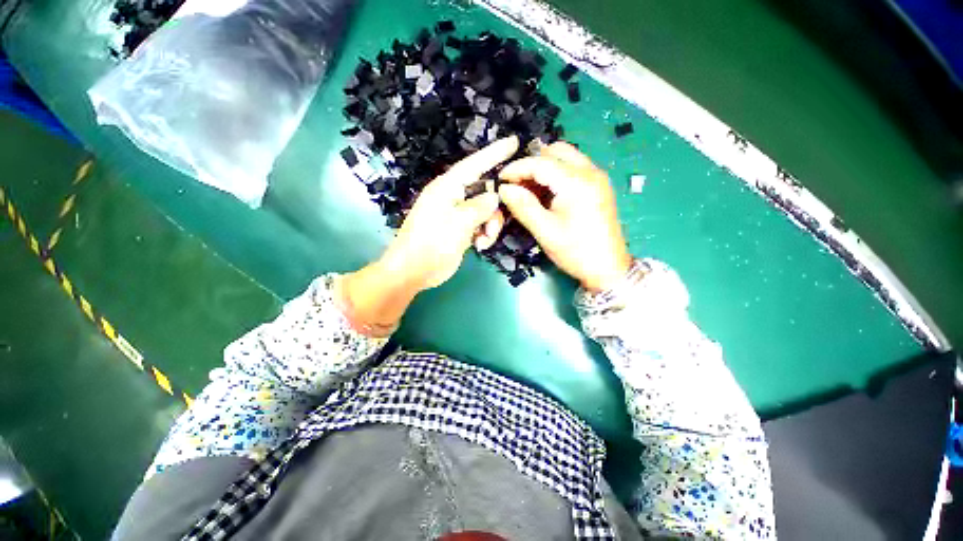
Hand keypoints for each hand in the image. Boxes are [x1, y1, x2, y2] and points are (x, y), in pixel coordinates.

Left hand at [381, 135, 519, 290]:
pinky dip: (485, 234)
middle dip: (495, 207)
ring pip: (486, 210)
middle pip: (485, 190)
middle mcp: (453, 196)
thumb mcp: (459, 222)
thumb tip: (494, 198)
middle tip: (494, 225)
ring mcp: (456, 214)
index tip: (514, 142)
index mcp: (448, 187)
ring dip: (491, 225)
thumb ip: (480, 207)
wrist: (414, 271)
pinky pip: (481, 224)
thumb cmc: (432, 243)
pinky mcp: (460, 229)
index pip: (475, 164)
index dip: (495, 153)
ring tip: (485, 240)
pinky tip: (480, 245)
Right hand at [498, 142, 631, 292]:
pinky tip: (545, 194)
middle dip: (532, 164)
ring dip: (543, 169)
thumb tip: (504, 189)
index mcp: (577, 183)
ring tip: (528, 191)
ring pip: (564, 158)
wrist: (609, 268)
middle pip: (555, 151)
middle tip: (517, 185)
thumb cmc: (576, 252)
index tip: (500, 180)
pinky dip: (555, 175)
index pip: (541, 162)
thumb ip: (523, 207)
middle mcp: (590, 172)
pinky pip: (572, 169)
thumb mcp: (545, 231)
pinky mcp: (598, 186)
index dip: (517, 168)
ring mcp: (597, 177)